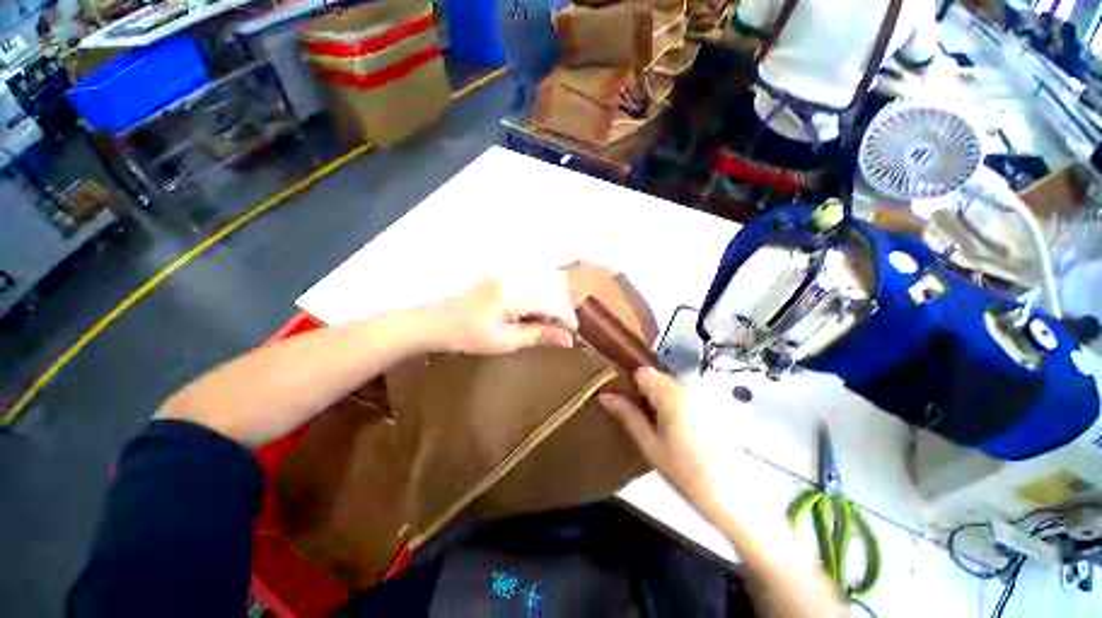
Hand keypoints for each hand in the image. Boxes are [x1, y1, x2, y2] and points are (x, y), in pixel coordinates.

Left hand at [428, 272, 578, 354]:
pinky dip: (543, 293)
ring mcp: (509, 274)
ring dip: (554, 298)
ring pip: (546, 280)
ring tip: (551, 319)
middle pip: (553, 286)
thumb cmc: (470, 336)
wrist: (439, 322)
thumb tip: (569, 339)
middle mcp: (515, 278)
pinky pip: (534, 279)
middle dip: (563, 307)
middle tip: (561, 328)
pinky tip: (538, 308)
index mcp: (514, 295)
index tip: (573, 333)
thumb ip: (538, 335)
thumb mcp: (506, 342)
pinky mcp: (505, 276)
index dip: (567, 317)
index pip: (553, 301)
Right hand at [600, 368, 743, 523]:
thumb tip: (604, 395)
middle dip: (647, 392)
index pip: (643, 373)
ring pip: (672, 385)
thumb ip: (627, 415)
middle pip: (658, 377)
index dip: (632, 384)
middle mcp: (690, 389)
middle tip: (644, 419)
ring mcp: (705, 395)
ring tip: (663, 427)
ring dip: (662, 398)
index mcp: (672, 397)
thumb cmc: (684, 473)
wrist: (730, 496)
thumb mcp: (650, 445)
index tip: (628, 402)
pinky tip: (681, 429)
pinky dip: (677, 404)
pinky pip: (687, 394)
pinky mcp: (715, 404)